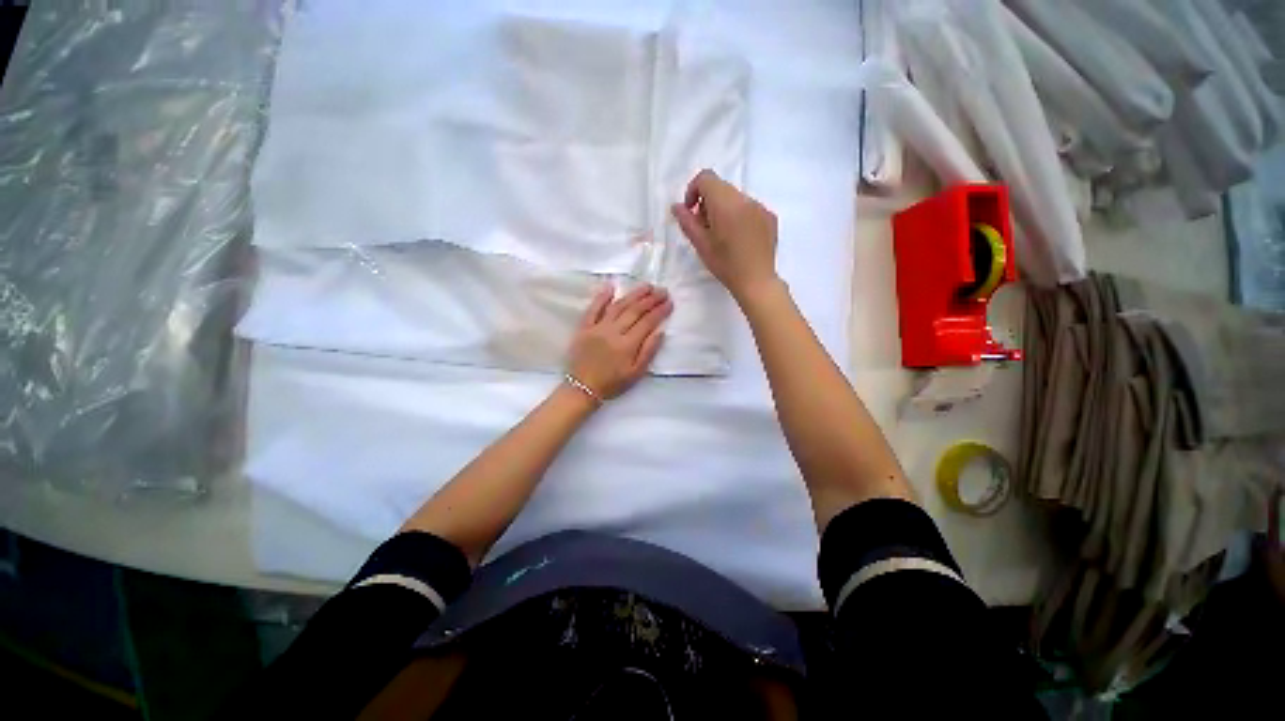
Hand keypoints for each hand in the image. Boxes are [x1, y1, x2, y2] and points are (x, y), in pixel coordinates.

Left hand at [567, 284, 671, 399]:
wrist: (582, 388)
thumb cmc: (612, 383)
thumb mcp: (636, 374)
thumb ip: (648, 351)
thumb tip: (660, 331)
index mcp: (627, 345)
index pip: (647, 322)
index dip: (660, 311)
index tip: (669, 302)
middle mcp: (613, 332)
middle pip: (635, 311)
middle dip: (650, 299)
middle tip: (662, 290)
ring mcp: (597, 328)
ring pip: (618, 306)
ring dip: (633, 294)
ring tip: (646, 286)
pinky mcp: (584, 327)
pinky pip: (593, 309)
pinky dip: (602, 297)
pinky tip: (612, 287)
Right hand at [671, 169, 780, 305]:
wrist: (757, 281)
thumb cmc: (725, 265)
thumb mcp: (701, 245)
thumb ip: (687, 222)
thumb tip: (677, 207)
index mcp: (726, 203)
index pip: (706, 178)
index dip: (693, 190)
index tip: (691, 211)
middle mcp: (745, 199)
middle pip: (721, 188)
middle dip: (708, 202)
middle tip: (704, 228)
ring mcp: (760, 207)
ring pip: (736, 198)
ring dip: (724, 210)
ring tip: (722, 236)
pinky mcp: (770, 217)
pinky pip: (750, 208)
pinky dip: (739, 217)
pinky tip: (739, 239)